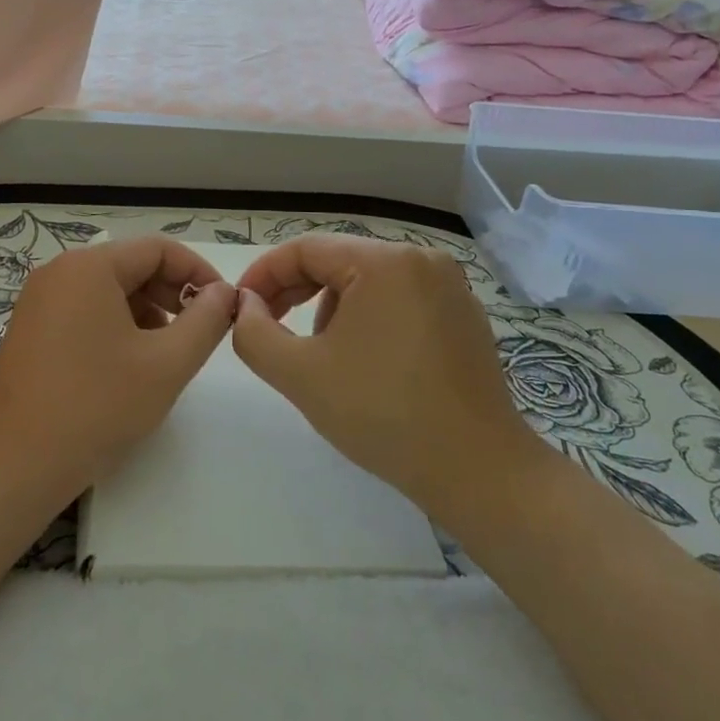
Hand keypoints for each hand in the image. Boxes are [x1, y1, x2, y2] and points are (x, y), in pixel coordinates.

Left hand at [0, 236, 237, 497]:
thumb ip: (205, 321)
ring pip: (109, 292)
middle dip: (171, 296)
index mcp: (89, 267)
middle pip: (131, 266)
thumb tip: (225, 293)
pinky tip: (127, 368)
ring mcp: (38, 302)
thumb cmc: (96, 406)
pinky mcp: (29, 331)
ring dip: (146, 314)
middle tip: (198, 334)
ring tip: (164, 356)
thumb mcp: (167, 364)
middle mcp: (59, 272)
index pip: (159, 249)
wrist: (13, 465)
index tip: (223, 308)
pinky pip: (84, 312)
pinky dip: (115, 328)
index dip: (198, 273)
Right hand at [232, 237, 546, 509]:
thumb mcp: (300, 374)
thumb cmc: (383, 414)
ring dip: (331, 306)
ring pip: (368, 279)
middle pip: (339, 260)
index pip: (306, 249)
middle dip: (296, 290)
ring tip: (322, 353)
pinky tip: (365, 359)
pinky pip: (400, 298)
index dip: (265, 274)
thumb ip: (254, 332)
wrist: (478, 470)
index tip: (241, 307)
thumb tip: (246, 305)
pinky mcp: (464, 314)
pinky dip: (369, 316)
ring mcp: (449, 286)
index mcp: (384, 262)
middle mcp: (421, 259)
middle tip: (269, 325)